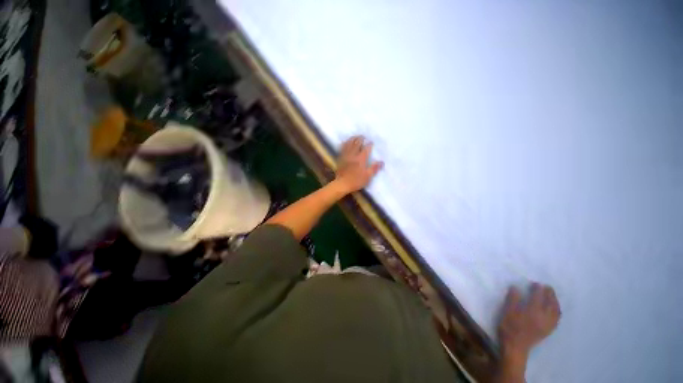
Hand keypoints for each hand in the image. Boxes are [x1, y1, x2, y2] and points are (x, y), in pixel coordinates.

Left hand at [334, 136, 383, 193]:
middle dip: (360, 139)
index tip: (371, 142)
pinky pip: (342, 148)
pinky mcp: (340, 158)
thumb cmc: (356, 181)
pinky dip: (344, 143)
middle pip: (357, 143)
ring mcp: (346, 155)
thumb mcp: (368, 176)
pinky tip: (345, 142)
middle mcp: (353, 155)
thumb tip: (382, 162)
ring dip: (352, 139)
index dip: (369, 144)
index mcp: (361, 159)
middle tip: (363, 136)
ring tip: (355, 136)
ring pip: (349, 144)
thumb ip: (374, 168)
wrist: (342, 184)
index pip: (366, 149)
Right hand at [498, 283, 560, 359]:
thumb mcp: (507, 315)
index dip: (536, 287)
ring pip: (555, 307)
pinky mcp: (549, 329)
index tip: (532, 285)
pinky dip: (557, 311)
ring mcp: (548, 322)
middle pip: (550, 298)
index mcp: (533, 309)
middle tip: (543, 288)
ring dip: (554, 299)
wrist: (515, 349)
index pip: (538, 293)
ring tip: (550, 297)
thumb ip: (512, 300)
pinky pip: (557, 318)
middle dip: (547, 291)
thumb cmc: (510, 331)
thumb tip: (515, 287)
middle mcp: (544, 314)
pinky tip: (555, 309)